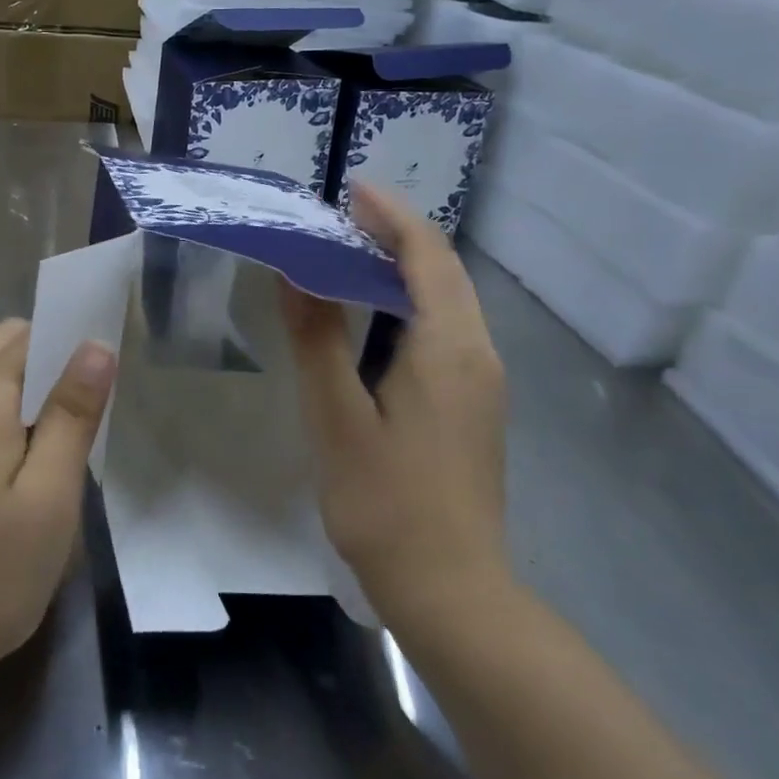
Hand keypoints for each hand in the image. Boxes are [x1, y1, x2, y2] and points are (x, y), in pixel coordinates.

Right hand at [282, 183, 510, 631]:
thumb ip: (317, 340)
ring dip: (403, 270)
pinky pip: (446, 331)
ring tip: (348, 256)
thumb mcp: (337, 418)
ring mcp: (482, 381)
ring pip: (447, 302)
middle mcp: (477, 352)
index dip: (391, 216)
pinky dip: (410, 306)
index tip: (350, 190)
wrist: (451, 588)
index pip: (427, 256)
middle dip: (396, 236)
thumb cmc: (387, 503)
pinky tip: (373, 319)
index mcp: (449, 347)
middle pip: (443, 272)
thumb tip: (296, 273)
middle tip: (339, 220)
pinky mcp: (474, 405)